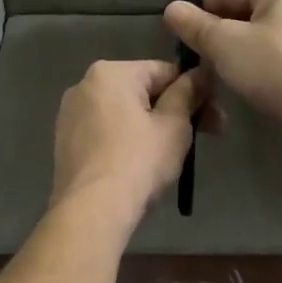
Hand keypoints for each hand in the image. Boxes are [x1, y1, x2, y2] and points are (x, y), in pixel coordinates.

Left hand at [51, 60, 215, 219]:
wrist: (92, 210)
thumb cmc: (138, 161)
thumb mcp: (174, 125)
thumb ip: (189, 93)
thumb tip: (201, 73)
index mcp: (110, 73)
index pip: (164, 71)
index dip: (195, 91)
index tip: (216, 116)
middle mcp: (84, 86)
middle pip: (143, 91)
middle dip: (176, 111)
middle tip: (208, 136)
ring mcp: (70, 116)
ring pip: (124, 114)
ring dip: (153, 127)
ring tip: (175, 155)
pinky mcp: (65, 143)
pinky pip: (106, 133)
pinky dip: (127, 141)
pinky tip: (143, 165)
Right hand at [162, 0, 281, 164]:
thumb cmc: (276, 68)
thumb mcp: (225, 44)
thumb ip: (195, 25)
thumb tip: (170, 8)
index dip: (198, 12)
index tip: (179, 39)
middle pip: (244, 10)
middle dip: (218, 34)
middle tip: (198, 60)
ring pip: (260, 34)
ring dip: (236, 52)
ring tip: (218, 74)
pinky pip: (278, 53)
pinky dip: (259, 64)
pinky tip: (246, 83)